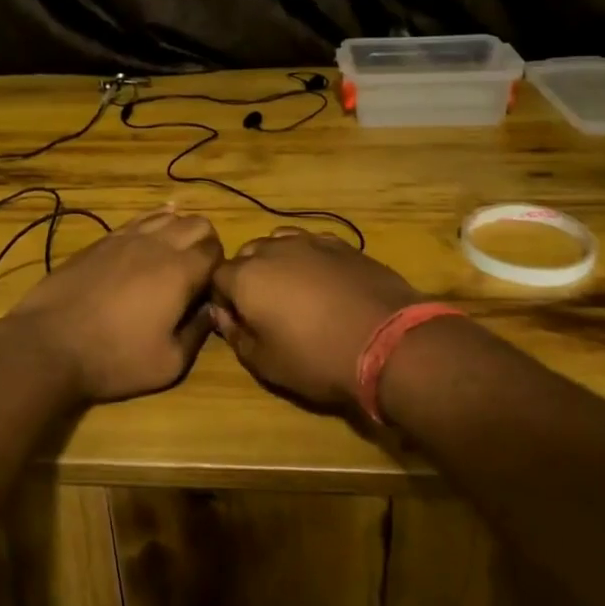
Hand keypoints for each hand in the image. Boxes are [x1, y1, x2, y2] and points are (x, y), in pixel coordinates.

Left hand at [3, 206, 223, 402]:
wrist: (49, 345)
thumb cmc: (115, 358)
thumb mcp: (169, 363)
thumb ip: (198, 332)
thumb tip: (211, 310)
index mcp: (180, 271)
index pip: (216, 249)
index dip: (219, 267)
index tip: (210, 289)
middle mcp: (157, 244)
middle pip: (197, 223)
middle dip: (204, 243)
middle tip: (195, 273)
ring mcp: (125, 238)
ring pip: (166, 215)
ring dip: (177, 231)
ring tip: (171, 256)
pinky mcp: (100, 241)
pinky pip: (137, 221)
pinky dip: (150, 226)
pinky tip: (146, 240)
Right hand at [209, 227, 424, 414]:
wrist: (388, 342)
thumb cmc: (317, 358)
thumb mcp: (265, 363)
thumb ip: (236, 335)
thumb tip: (224, 315)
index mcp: (246, 277)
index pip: (216, 277)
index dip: (223, 298)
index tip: (237, 320)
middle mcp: (273, 250)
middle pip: (247, 254)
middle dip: (248, 275)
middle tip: (265, 308)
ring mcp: (310, 242)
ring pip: (279, 242)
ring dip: (278, 262)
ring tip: (294, 290)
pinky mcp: (342, 245)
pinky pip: (313, 244)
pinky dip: (309, 258)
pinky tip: (324, 281)